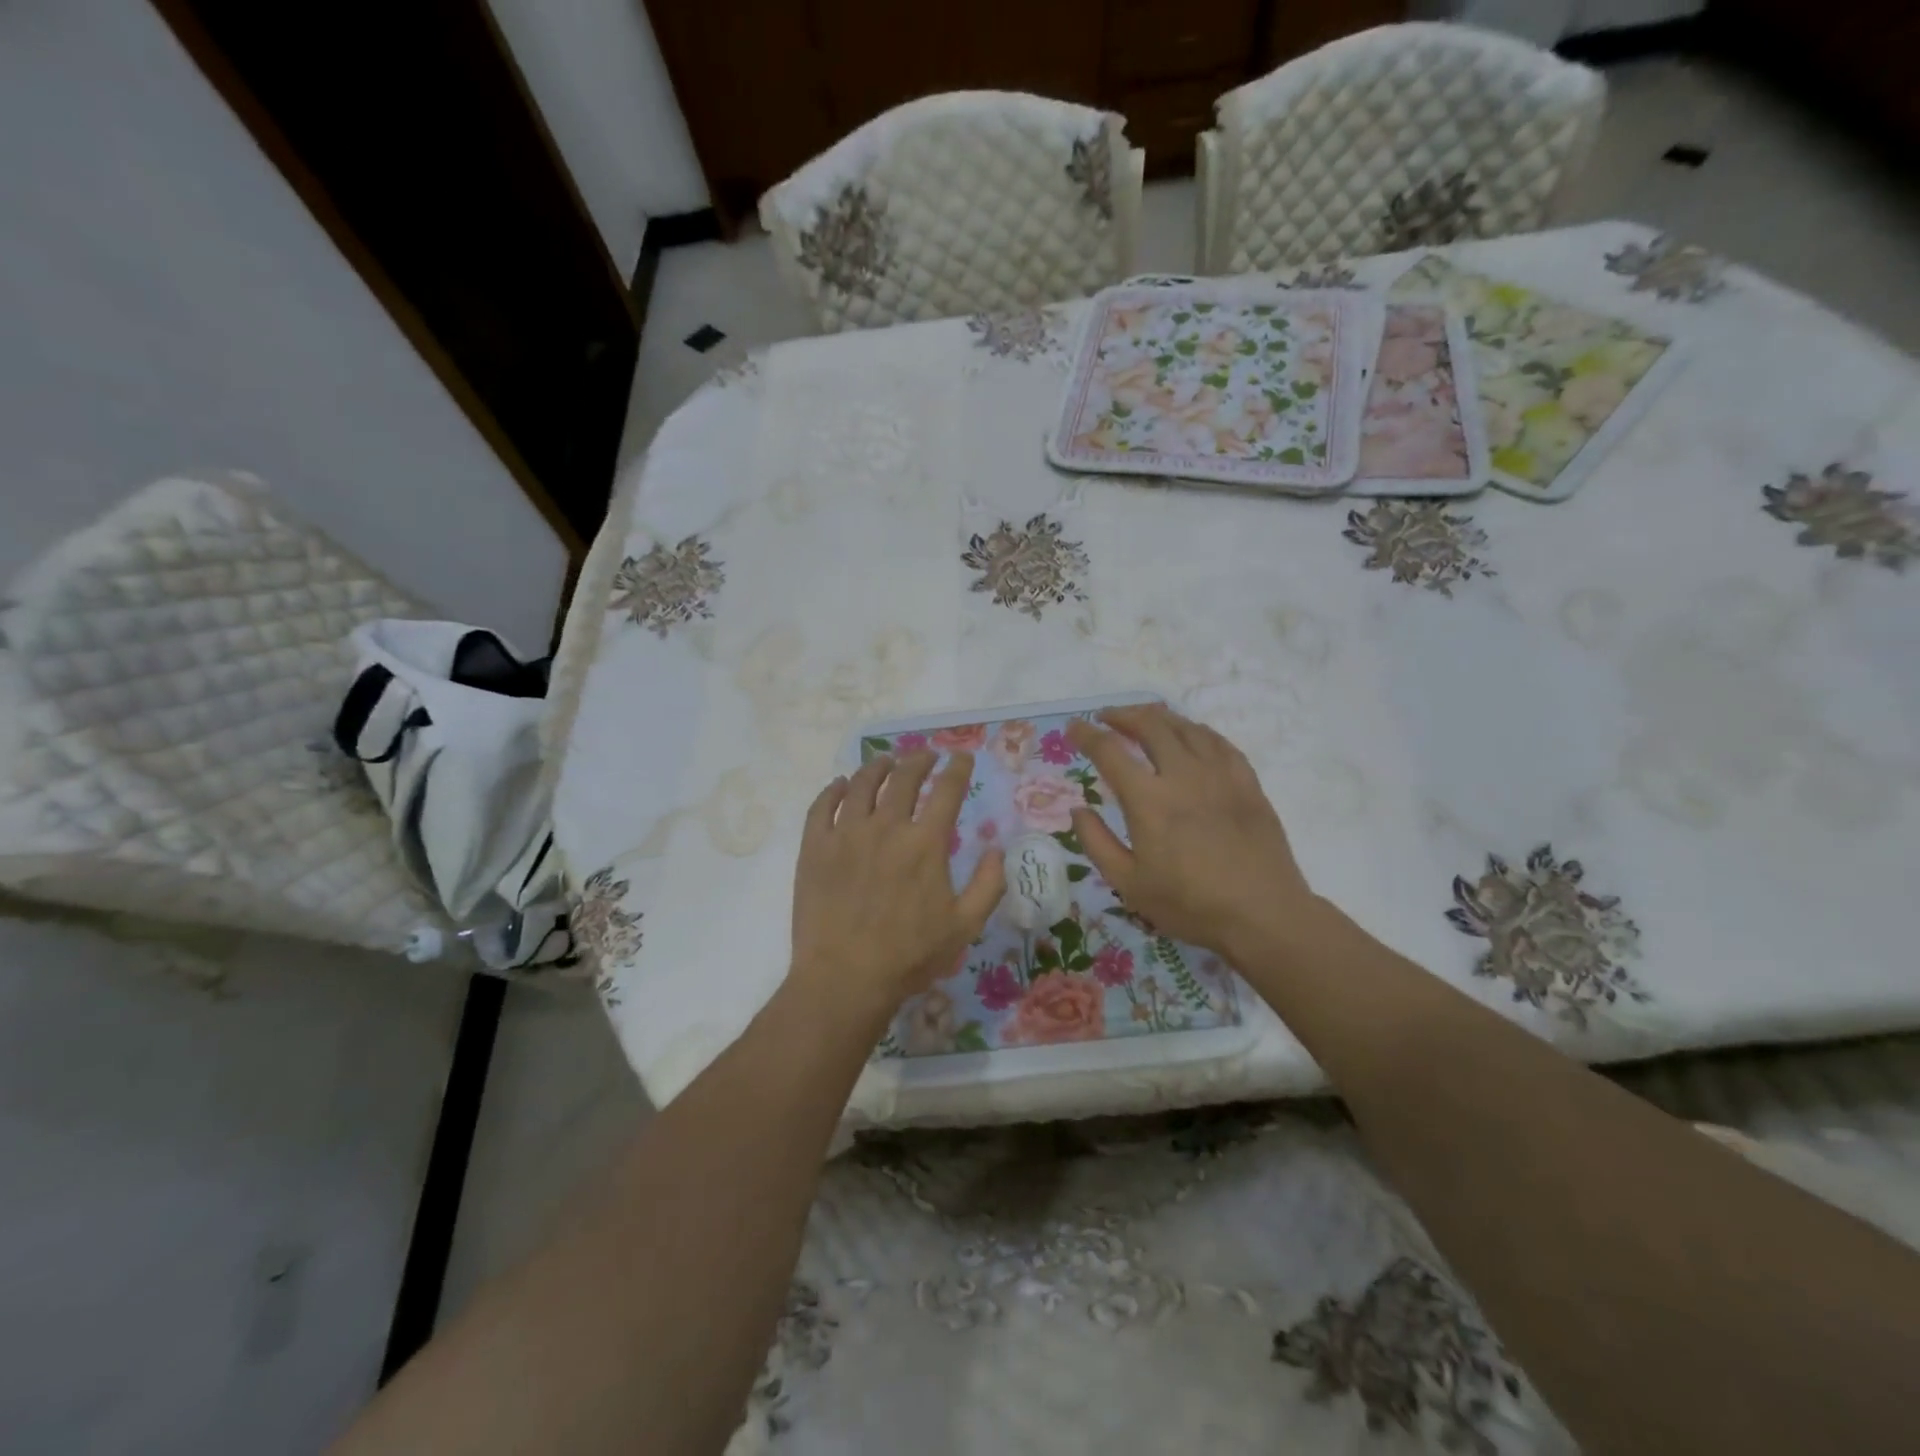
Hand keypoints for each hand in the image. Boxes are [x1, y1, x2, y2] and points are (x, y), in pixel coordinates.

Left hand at [790, 750, 1005, 1029]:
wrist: (844, 978)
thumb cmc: (909, 956)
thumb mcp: (965, 927)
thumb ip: (988, 884)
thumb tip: (996, 849)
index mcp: (925, 843)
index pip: (947, 790)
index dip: (957, 768)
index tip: (961, 757)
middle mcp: (886, 827)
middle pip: (904, 778)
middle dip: (919, 760)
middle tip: (925, 755)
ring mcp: (845, 834)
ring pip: (861, 784)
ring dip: (877, 767)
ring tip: (885, 762)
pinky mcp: (814, 847)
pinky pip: (821, 806)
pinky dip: (832, 789)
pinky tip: (840, 784)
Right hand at [1066, 704, 1317, 956]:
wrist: (1262, 914)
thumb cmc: (1190, 904)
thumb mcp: (1128, 884)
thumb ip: (1096, 843)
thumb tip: (1077, 809)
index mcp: (1148, 800)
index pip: (1110, 751)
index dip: (1087, 734)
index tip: (1074, 728)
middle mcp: (1183, 775)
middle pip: (1150, 725)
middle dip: (1122, 715)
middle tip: (1106, 718)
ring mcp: (1219, 774)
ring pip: (1186, 727)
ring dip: (1158, 718)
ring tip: (1144, 720)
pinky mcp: (1247, 782)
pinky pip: (1218, 742)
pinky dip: (1195, 731)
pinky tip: (1190, 736)